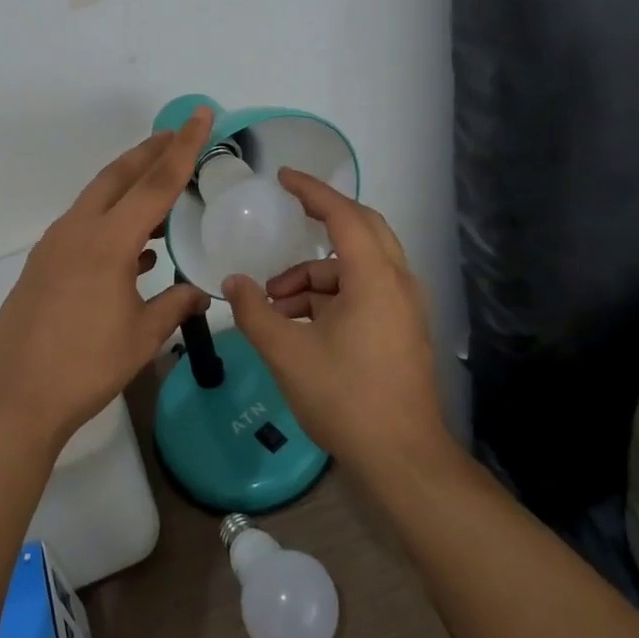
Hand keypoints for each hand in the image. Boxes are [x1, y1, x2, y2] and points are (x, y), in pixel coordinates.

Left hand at [0, 108, 214, 449]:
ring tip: (160, 183)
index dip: (183, 147)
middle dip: (150, 151)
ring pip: (98, 198)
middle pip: (119, 175)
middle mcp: (78, 230)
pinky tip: (134, 247)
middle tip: (178, 134)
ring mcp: (55, 245)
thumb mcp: (140, 338)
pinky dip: (112, 220)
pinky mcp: (43, 264)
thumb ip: (174, 306)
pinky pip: (84, 225)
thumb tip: (200, 292)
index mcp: (107, 241)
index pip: (155, 183)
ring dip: (129, 184)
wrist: (13, 397)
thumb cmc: (83, 367)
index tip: (200, 115)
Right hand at [222, 170, 449, 471]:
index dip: (312, 192)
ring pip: (359, 266)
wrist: (403, 460)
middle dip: (323, 219)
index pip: (344, 215)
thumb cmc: (345, 398)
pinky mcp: (402, 330)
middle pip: (363, 229)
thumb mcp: (287, 353)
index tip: (284, 177)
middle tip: (289, 215)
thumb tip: (233, 283)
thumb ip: (255, 312)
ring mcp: (404, 308)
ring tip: (277, 301)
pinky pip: (365, 291)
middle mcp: (397, 283)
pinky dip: (332, 294)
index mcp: (374, 279)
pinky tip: (299, 322)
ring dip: (318, 272)